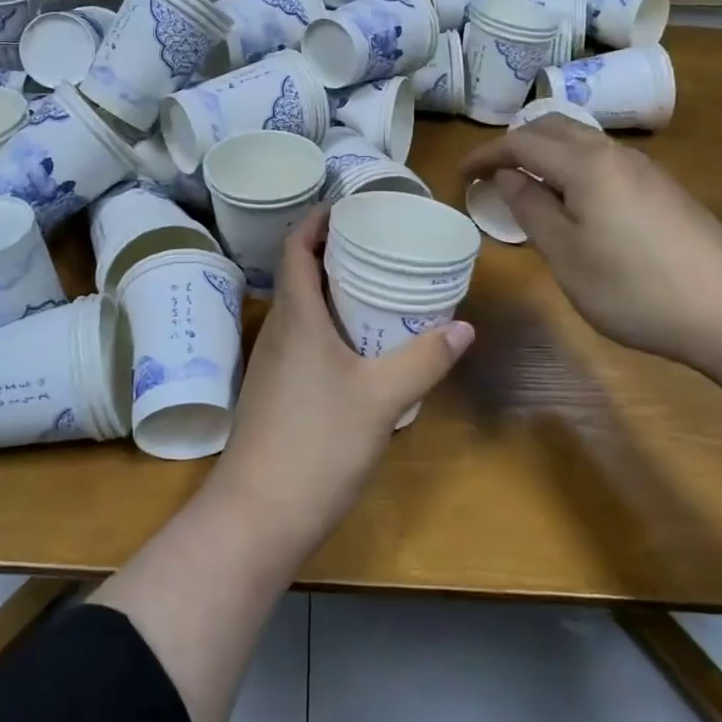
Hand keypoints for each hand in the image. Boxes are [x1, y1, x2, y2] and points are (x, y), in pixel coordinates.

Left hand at [214, 205, 473, 547]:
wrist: (258, 514)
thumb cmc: (318, 443)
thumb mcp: (382, 398)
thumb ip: (424, 360)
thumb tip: (464, 328)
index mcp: (296, 317)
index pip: (295, 248)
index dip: (317, 220)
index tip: (350, 207)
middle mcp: (278, 331)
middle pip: (298, 274)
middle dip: (332, 252)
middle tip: (378, 244)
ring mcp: (272, 364)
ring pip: (300, 310)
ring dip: (330, 291)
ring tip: (375, 288)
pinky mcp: (275, 393)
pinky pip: (302, 340)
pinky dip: (328, 326)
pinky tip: (358, 347)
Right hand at [458, 116, 721, 366]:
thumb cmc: (636, 288)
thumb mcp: (567, 256)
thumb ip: (532, 210)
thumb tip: (508, 178)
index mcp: (585, 165)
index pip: (522, 142)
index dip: (486, 154)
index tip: (461, 174)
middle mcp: (615, 155)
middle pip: (555, 127)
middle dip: (516, 143)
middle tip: (492, 173)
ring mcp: (646, 171)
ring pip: (583, 142)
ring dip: (548, 154)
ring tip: (527, 186)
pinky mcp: (665, 191)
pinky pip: (605, 162)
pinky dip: (574, 168)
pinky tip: (575, 204)